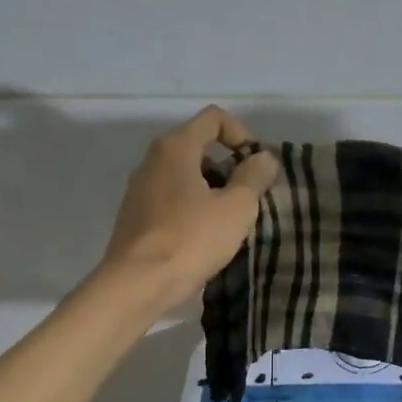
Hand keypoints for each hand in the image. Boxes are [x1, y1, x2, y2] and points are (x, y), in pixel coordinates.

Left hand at [99, 105, 278, 316]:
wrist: (138, 283)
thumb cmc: (191, 239)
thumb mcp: (237, 208)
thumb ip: (254, 176)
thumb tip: (265, 157)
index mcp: (176, 147)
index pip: (213, 118)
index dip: (242, 135)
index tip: (256, 167)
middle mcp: (153, 160)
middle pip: (199, 147)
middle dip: (229, 167)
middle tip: (250, 197)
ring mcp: (141, 188)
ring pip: (186, 176)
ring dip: (213, 191)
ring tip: (231, 222)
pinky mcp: (137, 216)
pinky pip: (173, 200)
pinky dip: (194, 208)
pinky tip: (206, 237)